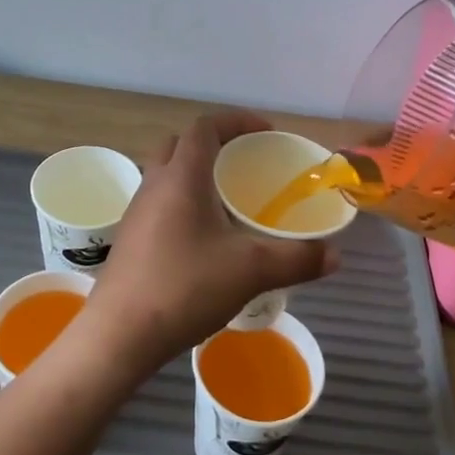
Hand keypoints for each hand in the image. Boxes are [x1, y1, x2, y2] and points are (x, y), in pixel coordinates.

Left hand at [81, 111, 334, 373]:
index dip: (237, 120)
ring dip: (196, 175)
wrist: (119, 334)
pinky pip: (160, 202)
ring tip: (229, 203)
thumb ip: (296, 259)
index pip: (206, 126)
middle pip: (182, 144)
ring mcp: (137, 210)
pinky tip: (204, 239)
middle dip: (215, 145)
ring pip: (167, 174)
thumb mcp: (250, 272)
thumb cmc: (184, 287)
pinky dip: (183, 203)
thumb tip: (335, 255)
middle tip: (245, 166)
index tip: (266, 134)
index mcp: (182, 175)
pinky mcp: (130, 237)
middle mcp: (155, 183)